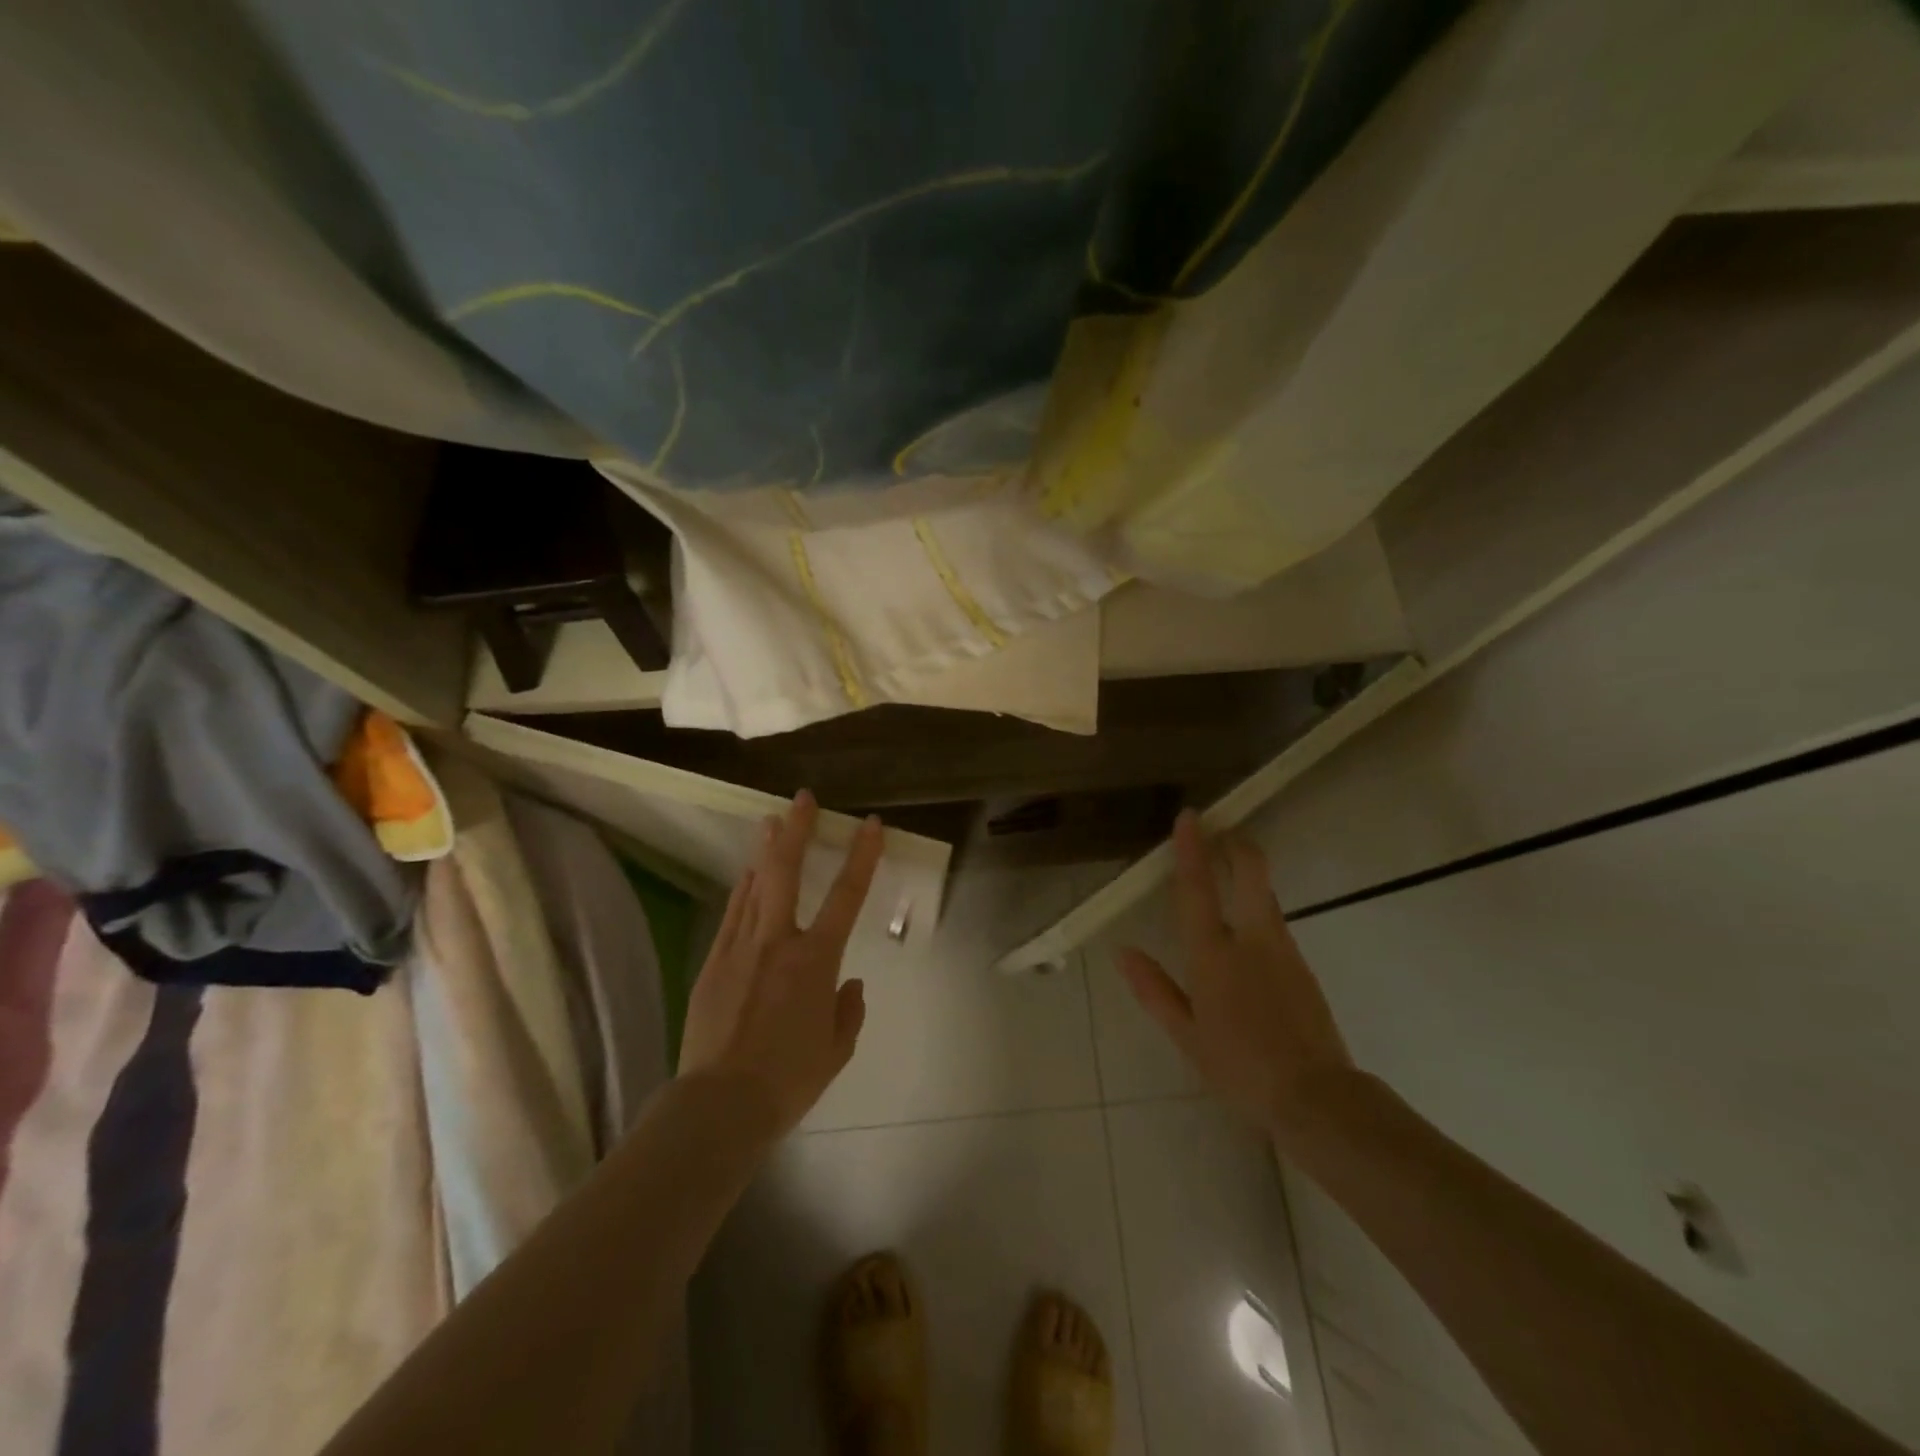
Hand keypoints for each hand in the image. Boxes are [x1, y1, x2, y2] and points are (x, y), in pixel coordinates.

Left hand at [678, 790, 882, 1137]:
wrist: (719, 1105)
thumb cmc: (788, 1079)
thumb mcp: (836, 1050)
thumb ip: (848, 1011)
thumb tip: (849, 984)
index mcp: (815, 960)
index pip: (846, 896)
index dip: (862, 856)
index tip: (871, 824)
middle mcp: (777, 942)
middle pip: (786, 871)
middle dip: (796, 830)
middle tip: (802, 799)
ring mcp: (739, 948)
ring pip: (754, 886)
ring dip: (766, 851)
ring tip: (771, 822)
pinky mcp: (713, 963)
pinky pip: (733, 914)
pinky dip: (744, 890)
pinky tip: (748, 875)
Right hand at [1118, 811, 1354, 1136]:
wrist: (1317, 1098)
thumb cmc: (1239, 1068)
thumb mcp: (1186, 1035)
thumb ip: (1154, 989)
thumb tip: (1123, 951)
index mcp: (1213, 956)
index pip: (1198, 889)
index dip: (1192, 849)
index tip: (1190, 816)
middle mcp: (1252, 940)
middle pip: (1251, 874)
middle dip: (1237, 845)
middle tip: (1221, 830)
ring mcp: (1284, 950)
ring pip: (1266, 895)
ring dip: (1247, 874)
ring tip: (1228, 871)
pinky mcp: (1302, 966)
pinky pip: (1275, 924)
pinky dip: (1258, 909)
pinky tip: (1246, 931)